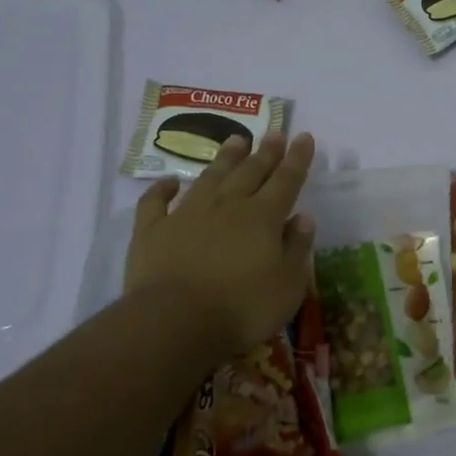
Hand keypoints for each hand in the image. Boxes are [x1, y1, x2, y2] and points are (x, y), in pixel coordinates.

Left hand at [122, 131, 317, 359]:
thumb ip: (297, 248)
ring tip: (236, 140)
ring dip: (225, 158)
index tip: (304, 136)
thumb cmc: (242, 308)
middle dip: (265, 152)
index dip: (297, 158)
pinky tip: (169, 181)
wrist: (175, 322)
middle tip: (273, 132)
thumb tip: (303, 218)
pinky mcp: (152, 231)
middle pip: (250, 172)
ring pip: (210, 177)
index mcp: (263, 217)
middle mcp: (228, 206)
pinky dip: (161, 189)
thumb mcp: (288, 285)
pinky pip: (155, 202)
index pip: (286, 180)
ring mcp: (187, 214)